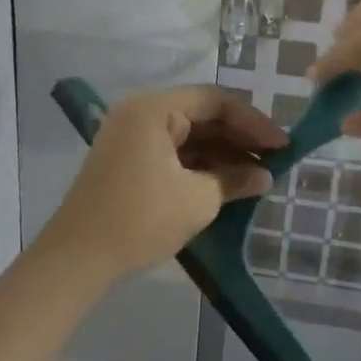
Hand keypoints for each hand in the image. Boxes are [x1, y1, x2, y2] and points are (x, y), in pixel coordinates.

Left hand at [40, 87, 286, 278]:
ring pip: (188, 135)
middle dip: (239, 137)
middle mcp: (140, 113)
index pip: (215, 101)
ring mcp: (131, 137)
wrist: (77, 259)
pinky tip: (226, 182)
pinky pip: (173, 152)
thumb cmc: (140, 220)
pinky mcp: (128, 160)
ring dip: (222, 152)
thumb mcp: (197, 200)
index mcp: (154, 109)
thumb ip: (235, 180)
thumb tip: (265, 176)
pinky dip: (200, 164)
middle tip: (274, 159)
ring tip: (257, 174)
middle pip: (201, 115)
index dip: (254, 122)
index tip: (283, 145)